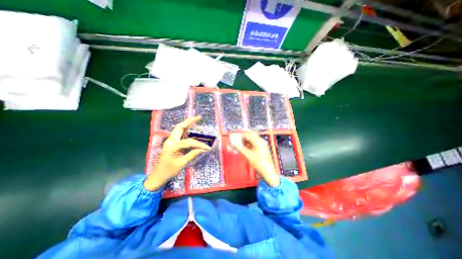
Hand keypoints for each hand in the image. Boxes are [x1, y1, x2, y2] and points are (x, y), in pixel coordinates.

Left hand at [144, 116, 210, 190]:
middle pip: (180, 127)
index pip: (188, 142)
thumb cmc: (169, 171)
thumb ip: (192, 154)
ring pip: (178, 128)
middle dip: (189, 121)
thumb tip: (204, 149)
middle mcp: (170, 140)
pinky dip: (185, 128)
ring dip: (187, 123)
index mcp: (172, 146)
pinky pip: (179, 132)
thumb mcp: (181, 163)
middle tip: (199, 117)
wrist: (158, 175)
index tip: (207, 148)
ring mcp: (170, 140)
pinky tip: (190, 127)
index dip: (199, 144)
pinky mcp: (171, 142)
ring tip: (196, 119)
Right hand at [229, 134, 279, 185]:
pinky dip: (248, 145)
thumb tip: (233, 144)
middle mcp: (261, 141)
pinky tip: (244, 148)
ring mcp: (262, 144)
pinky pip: (254, 144)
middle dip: (242, 138)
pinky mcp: (262, 148)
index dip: (240, 135)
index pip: (247, 134)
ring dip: (245, 141)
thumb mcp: (247, 155)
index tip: (234, 137)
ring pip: (252, 140)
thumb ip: (239, 148)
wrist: (267, 171)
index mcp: (258, 141)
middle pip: (250, 136)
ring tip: (239, 145)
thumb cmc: (258, 163)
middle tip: (236, 141)